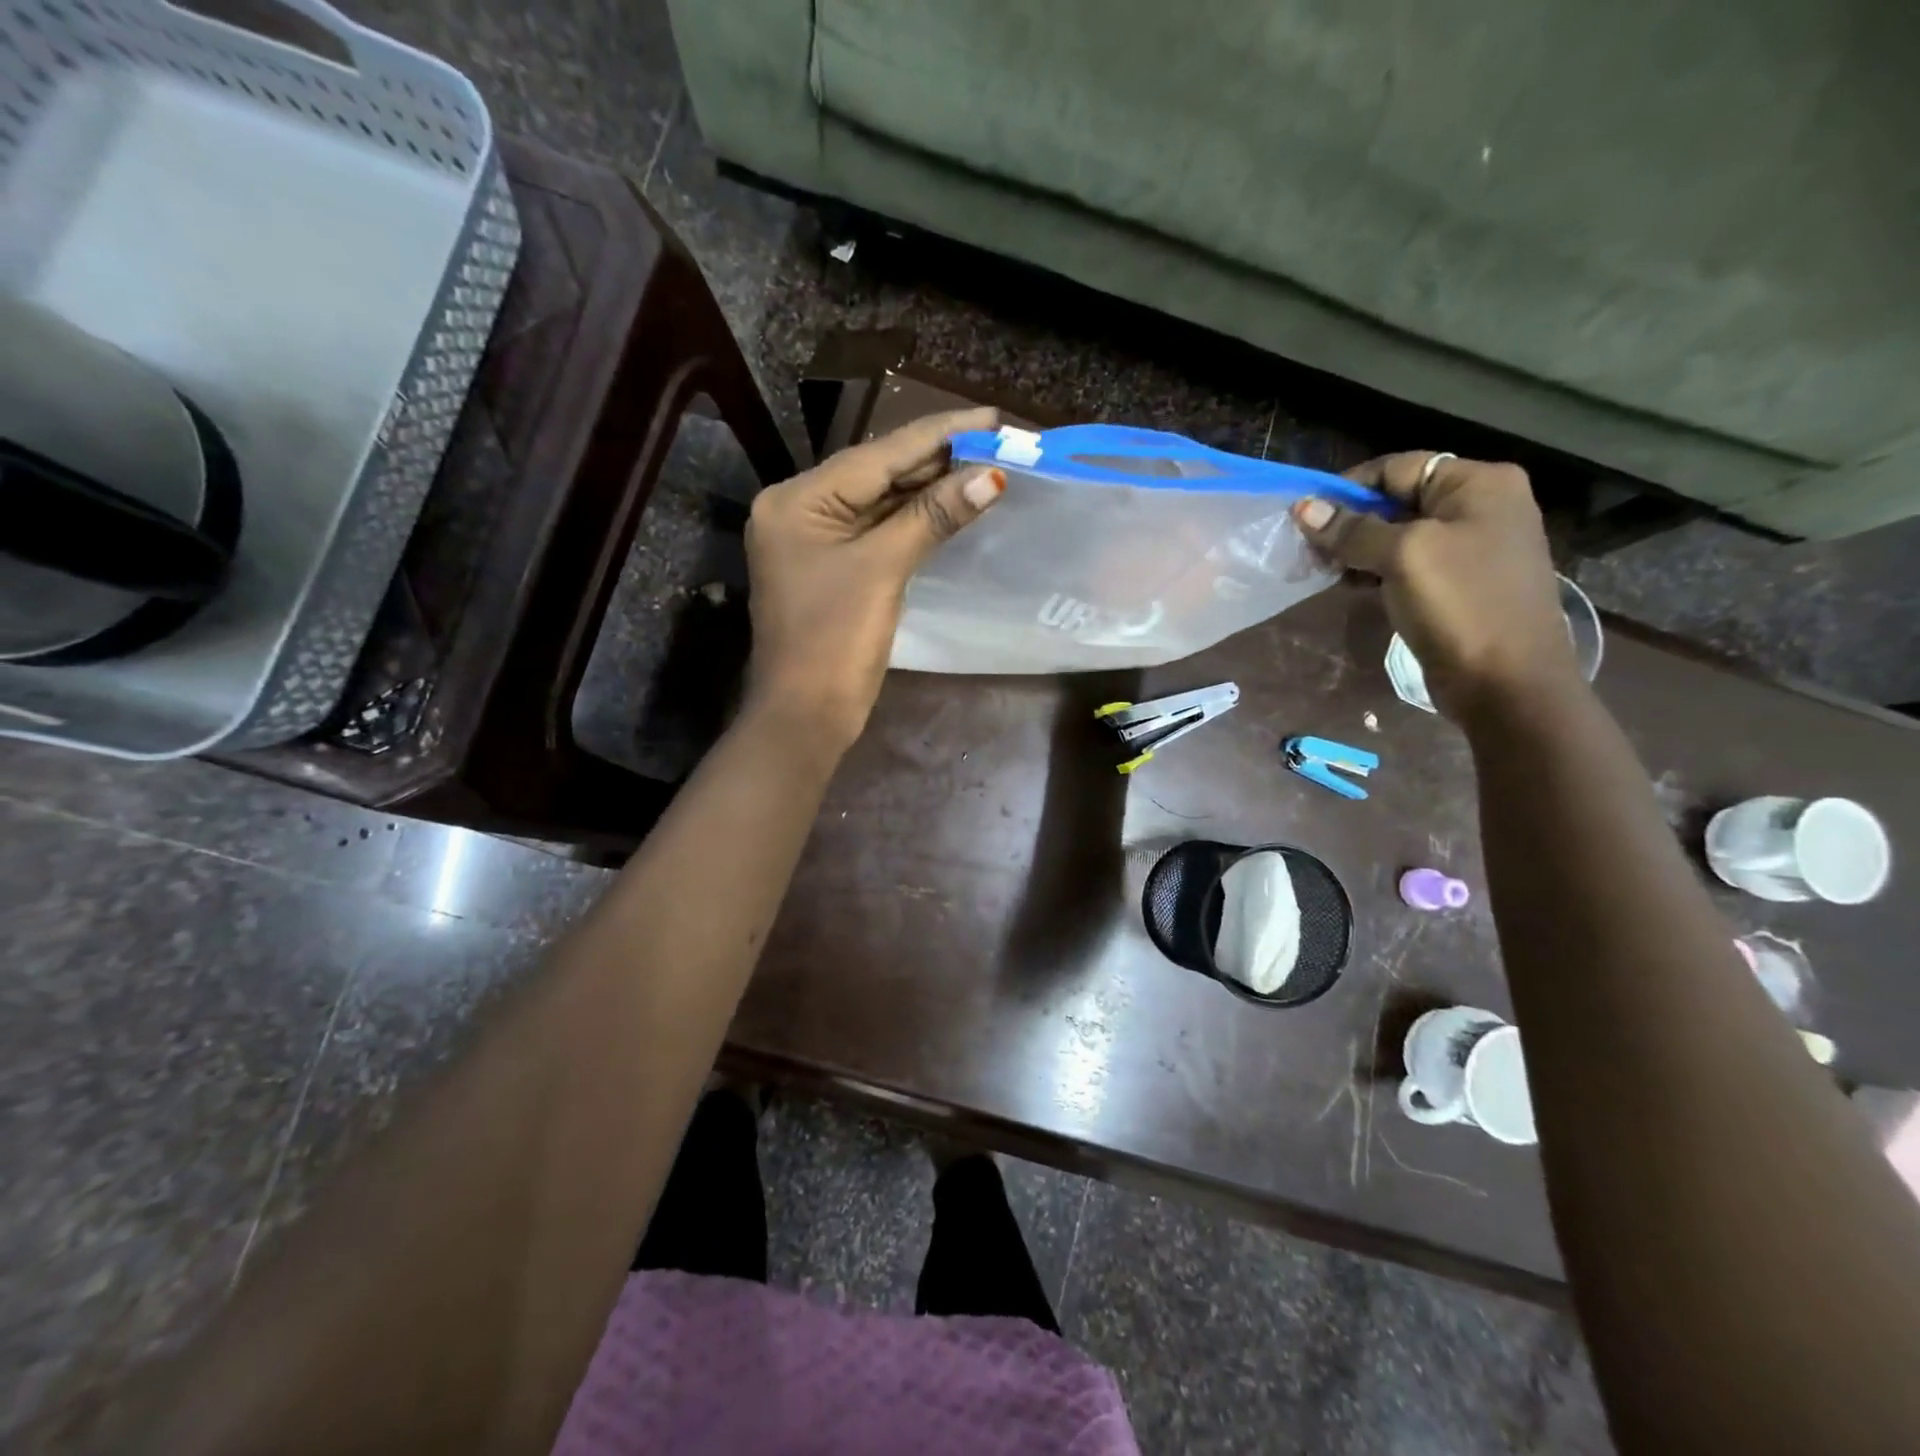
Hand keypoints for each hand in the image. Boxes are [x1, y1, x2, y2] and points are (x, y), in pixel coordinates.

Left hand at [743, 407, 1003, 749]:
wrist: (805, 717)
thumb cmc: (835, 641)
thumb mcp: (883, 569)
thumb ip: (933, 516)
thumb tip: (991, 476)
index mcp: (797, 500)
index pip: (877, 454)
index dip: (937, 435)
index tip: (990, 418)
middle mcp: (799, 510)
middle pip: (877, 474)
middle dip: (936, 460)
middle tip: (997, 440)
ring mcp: (815, 542)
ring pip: (880, 503)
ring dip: (929, 489)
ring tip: (985, 465)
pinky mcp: (833, 569)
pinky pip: (878, 532)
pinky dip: (914, 521)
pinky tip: (951, 505)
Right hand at [1293, 452, 1578, 720]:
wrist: (1507, 681)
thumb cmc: (1459, 605)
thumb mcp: (1402, 556)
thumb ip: (1352, 530)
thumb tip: (1304, 507)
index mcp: (1478, 484)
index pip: (1398, 468)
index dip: (1348, 489)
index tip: (1306, 518)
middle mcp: (1481, 506)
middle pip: (1398, 499)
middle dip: (1350, 522)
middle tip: (1309, 549)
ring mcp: (1474, 546)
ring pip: (1400, 534)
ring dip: (1358, 549)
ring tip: (1324, 571)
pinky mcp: (1461, 582)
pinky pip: (1410, 563)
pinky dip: (1377, 570)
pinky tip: (1351, 586)